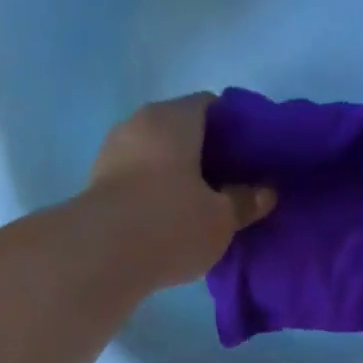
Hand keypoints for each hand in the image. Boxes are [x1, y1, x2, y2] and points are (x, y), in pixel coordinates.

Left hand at [86, 94, 274, 288]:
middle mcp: (139, 123)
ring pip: (155, 156)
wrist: (101, 256)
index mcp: (174, 118)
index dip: (234, 128)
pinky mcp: (97, 185)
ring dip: (176, 175)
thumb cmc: (171, 225)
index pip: (210, 105)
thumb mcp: (221, 220)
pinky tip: (168, 221)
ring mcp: (112, 152)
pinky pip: (136, 179)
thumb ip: (245, 202)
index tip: (250, 157)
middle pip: (180, 130)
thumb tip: (265, 192)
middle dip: (205, 154)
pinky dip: (154, 193)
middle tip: (229, 185)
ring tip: (199, 206)